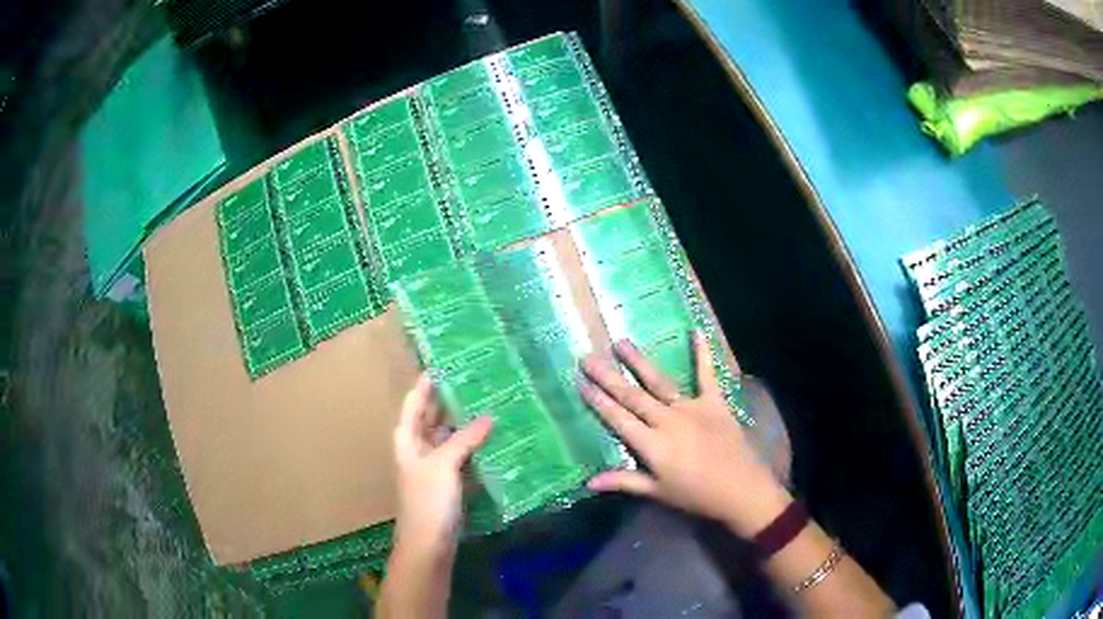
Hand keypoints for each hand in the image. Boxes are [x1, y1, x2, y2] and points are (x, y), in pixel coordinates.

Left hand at [392, 373, 492, 553]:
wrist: (429, 544)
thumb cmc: (427, 500)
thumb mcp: (444, 464)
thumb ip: (465, 439)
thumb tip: (489, 416)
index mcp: (407, 438)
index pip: (416, 401)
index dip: (428, 381)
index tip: (447, 361)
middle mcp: (419, 447)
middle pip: (434, 416)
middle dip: (452, 400)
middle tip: (479, 379)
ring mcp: (435, 465)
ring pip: (450, 436)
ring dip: (466, 423)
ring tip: (491, 402)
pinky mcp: (450, 481)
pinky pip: (462, 455)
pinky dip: (475, 445)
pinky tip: (494, 437)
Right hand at [579, 331, 791, 536]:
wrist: (741, 490)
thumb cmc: (696, 496)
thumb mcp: (658, 492)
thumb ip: (624, 481)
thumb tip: (588, 482)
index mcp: (653, 445)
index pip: (619, 419)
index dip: (598, 401)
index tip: (580, 382)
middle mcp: (668, 420)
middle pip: (633, 396)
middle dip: (609, 376)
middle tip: (588, 357)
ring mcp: (692, 408)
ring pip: (660, 382)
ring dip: (639, 362)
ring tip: (621, 342)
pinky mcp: (715, 403)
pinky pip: (707, 375)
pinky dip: (703, 354)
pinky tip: (697, 331)